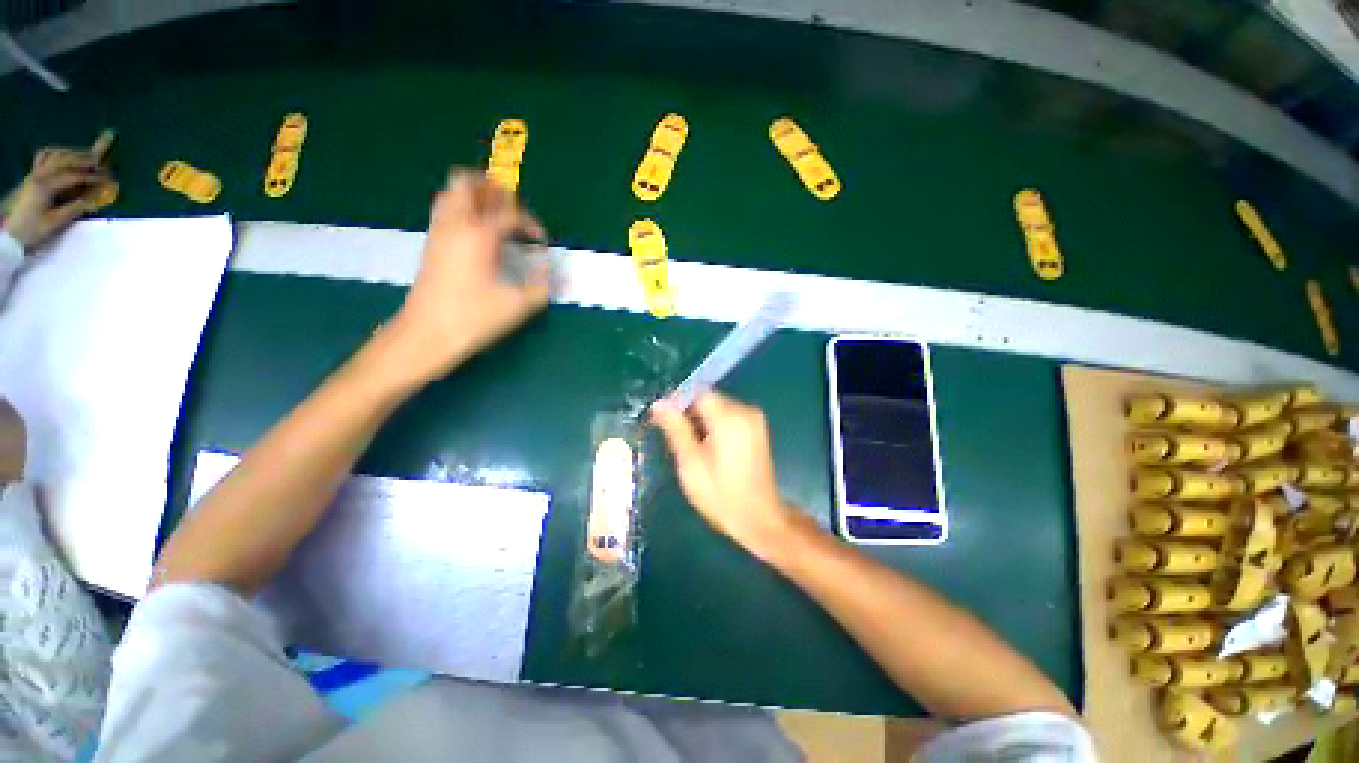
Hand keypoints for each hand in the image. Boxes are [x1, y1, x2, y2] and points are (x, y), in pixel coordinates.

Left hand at [3, 132, 115, 250]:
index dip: (92, 176)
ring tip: (88, 157)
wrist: (10, 233)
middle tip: (102, 163)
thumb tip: (93, 199)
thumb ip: (73, 208)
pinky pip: (45, 156)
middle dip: (85, 159)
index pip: (73, 176)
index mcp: (45, 186)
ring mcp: (34, 173)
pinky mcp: (32, 175)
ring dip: (73, 154)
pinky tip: (66, 156)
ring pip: (56, 155)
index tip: (108, 178)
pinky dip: (58, 153)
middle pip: (65, 160)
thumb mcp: (54, 222)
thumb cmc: (32, 230)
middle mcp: (39, 174)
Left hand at [387, 168, 550, 384]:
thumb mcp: (519, 305)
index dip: (531, 223)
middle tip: (513, 209)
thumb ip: (542, 285)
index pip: (510, 213)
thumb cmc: (475, 318)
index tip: (541, 241)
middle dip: (493, 188)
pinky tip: (478, 233)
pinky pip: (445, 210)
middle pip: (467, 182)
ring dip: (475, 197)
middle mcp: (455, 224)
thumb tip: (549, 268)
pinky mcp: (431, 243)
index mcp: (479, 235)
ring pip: (452, 193)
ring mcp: (439, 231)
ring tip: (496, 217)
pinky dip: (463, 210)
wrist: (428, 333)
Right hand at [651, 393, 794, 558]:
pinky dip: (716, 427)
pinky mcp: (757, 428)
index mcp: (729, 418)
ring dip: (702, 421)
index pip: (697, 393)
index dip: (678, 404)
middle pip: (708, 399)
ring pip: (717, 408)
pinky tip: (711, 450)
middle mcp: (745, 411)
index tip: (665, 423)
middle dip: (690, 415)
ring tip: (694, 450)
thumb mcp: (691, 463)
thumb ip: (675, 429)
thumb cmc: (720, 494)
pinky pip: (729, 417)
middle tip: (679, 442)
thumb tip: (659, 403)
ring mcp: (754, 419)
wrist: (759, 518)